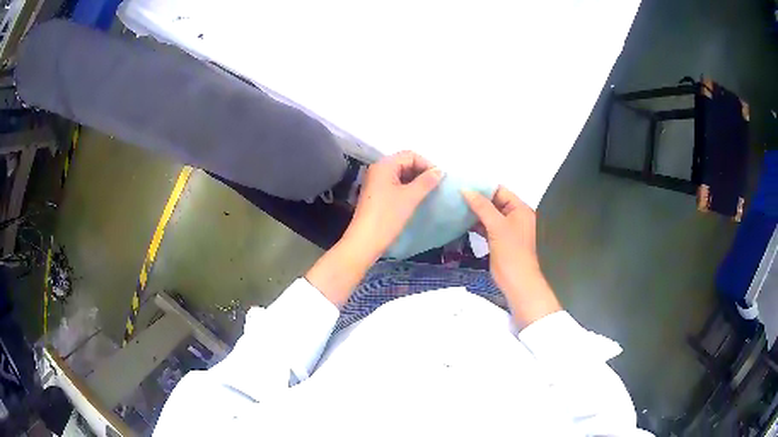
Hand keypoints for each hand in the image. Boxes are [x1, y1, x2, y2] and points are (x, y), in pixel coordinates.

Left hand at [342, 151, 442, 259]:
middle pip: (405, 162)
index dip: (427, 164)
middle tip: (436, 185)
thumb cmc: (387, 216)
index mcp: (385, 165)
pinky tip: (416, 198)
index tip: (440, 179)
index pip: (410, 155)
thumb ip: (426, 182)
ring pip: (400, 174)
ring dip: (415, 180)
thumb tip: (440, 171)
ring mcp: (376, 182)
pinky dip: (407, 188)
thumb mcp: (410, 197)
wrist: (365, 241)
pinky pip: (395, 184)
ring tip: (429, 192)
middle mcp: (378, 169)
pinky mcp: (376, 194)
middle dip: (421, 171)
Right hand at [462, 186, 560, 327]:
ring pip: (489, 215)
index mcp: (520, 209)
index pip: (500, 191)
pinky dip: (476, 224)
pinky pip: (487, 226)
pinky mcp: (500, 240)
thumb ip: (482, 207)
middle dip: (477, 199)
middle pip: (494, 202)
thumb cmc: (511, 252)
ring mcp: (507, 229)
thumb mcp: (497, 226)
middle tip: (455, 193)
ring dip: (475, 211)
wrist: (517, 282)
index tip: (463, 183)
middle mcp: (515, 216)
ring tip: (455, 204)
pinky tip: (461, 221)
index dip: (483, 187)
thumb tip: (466, 190)